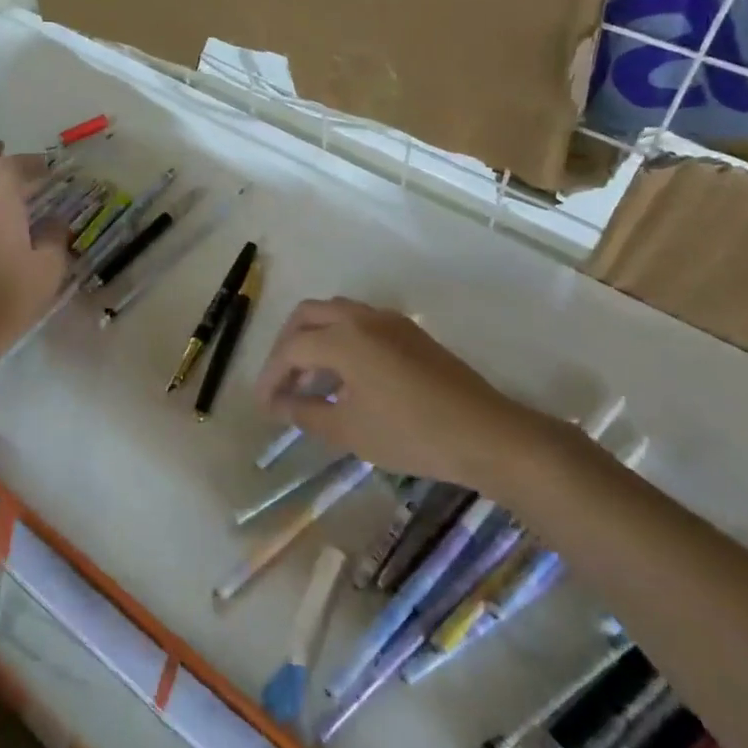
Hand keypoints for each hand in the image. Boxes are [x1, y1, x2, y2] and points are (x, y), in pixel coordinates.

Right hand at [253, 299, 520, 482]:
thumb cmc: (410, 434)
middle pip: (308, 315)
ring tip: (310, 379)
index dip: (271, 375)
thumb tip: (278, 404)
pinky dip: (340, 339)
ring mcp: (390, 321)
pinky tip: (345, 376)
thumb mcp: (348, 430)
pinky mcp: (410, 332)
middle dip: (287, 345)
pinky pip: (361, 322)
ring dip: (314, 338)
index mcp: (343, 338)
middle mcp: (362, 317)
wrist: (484, 433)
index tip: (263, 405)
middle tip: (281, 381)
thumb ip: (305, 412)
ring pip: (336, 314)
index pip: (291, 349)